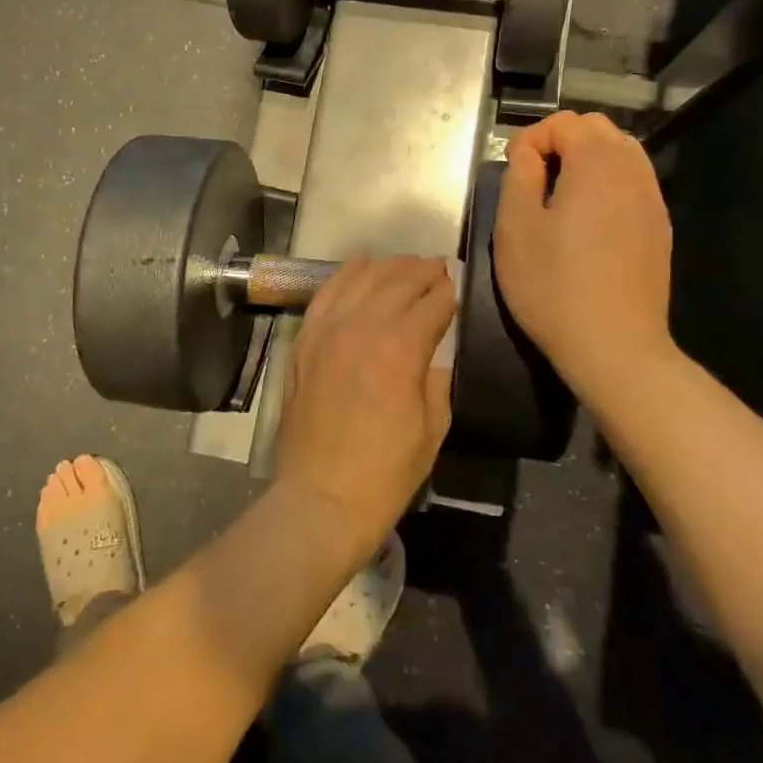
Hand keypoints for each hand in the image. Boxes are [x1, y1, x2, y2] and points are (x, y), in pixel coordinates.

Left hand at [272, 256, 456, 565]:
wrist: (320, 498)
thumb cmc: (385, 472)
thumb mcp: (433, 428)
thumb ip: (438, 379)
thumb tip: (435, 352)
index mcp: (401, 350)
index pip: (433, 303)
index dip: (449, 293)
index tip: (457, 288)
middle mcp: (363, 328)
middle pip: (398, 281)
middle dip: (423, 271)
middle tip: (438, 269)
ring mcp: (328, 331)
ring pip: (362, 279)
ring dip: (389, 266)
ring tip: (406, 264)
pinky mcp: (305, 340)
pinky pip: (326, 294)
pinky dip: (346, 274)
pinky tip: (361, 265)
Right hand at [492, 112, 676, 400]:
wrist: (614, 345)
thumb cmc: (553, 284)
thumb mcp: (515, 226)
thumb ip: (519, 174)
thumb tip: (529, 153)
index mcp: (596, 163)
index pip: (564, 122)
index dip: (531, 138)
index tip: (512, 171)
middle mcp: (632, 171)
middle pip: (598, 130)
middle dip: (561, 143)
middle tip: (532, 181)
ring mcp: (652, 200)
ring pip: (621, 155)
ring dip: (587, 162)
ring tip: (559, 198)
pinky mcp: (659, 229)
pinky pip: (633, 185)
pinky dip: (608, 185)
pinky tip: (588, 223)